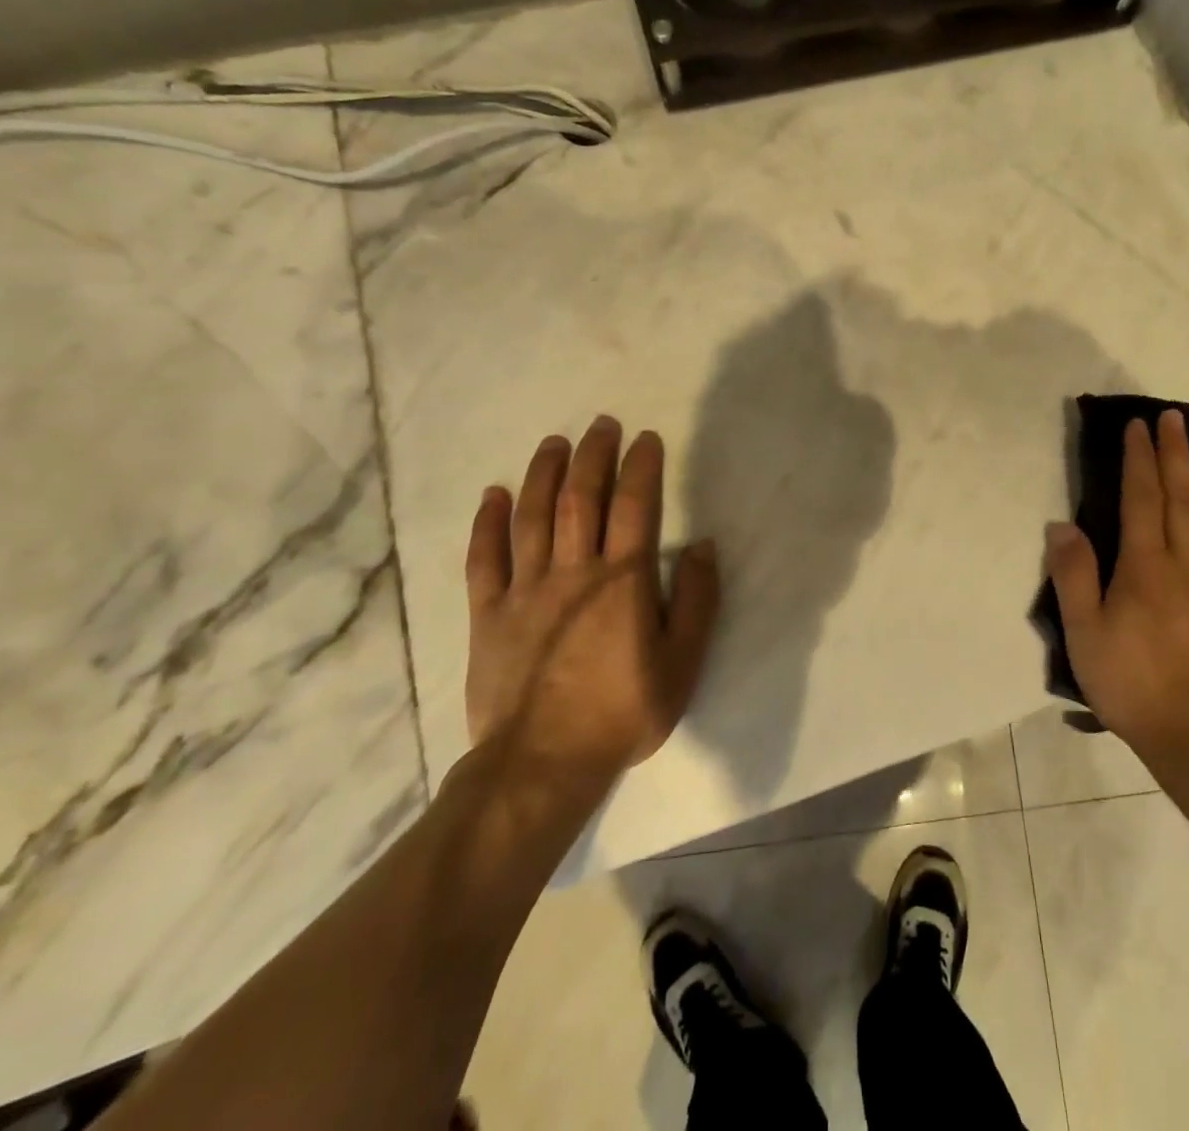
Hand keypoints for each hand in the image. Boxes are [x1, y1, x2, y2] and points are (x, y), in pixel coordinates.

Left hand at [463, 417, 719, 789]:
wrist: (543, 764)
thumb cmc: (623, 712)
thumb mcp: (682, 663)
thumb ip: (697, 601)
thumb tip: (704, 547)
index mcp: (623, 581)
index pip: (634, 507)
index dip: (640, 467)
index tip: (645, 438)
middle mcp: (574, 572)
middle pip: (581, 499)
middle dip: (593, 456)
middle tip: (601, 424)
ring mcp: (525, 590)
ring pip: (533, 517)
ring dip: (544, 475)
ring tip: (555, 443)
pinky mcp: (489, 614)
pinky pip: (485, 558)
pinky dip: (488, 523)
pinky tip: (495, 495)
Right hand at [1044, 409, 1188, 796]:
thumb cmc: (1133, 684)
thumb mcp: (1085, 635)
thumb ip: (1074, 576)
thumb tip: (1061, 524)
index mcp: (1145, 566)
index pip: (1141, 497)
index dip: (1139, 458)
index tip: (1138, 426)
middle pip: (1181, 496)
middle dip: (1174, 453)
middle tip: (1173, 417)